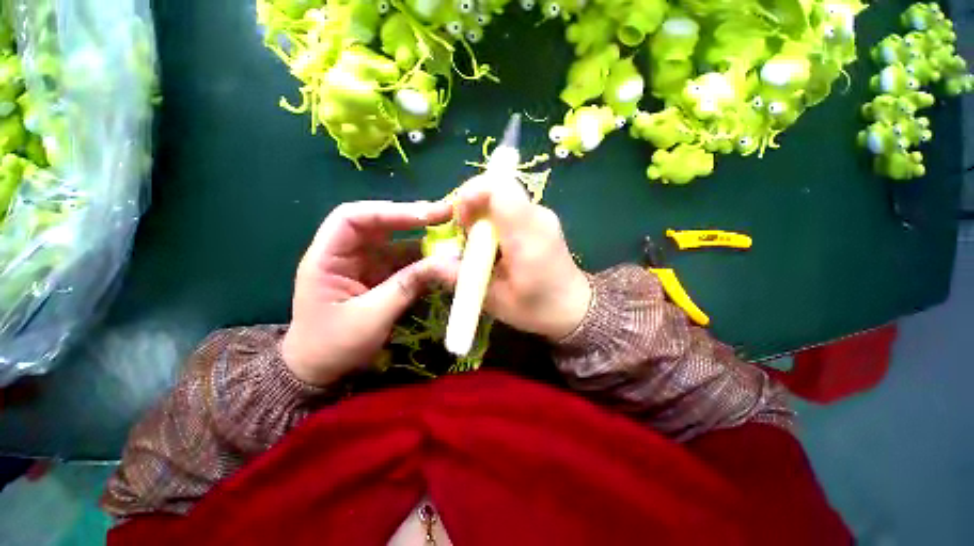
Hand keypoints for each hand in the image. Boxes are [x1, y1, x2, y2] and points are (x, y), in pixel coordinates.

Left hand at [282, 201, 459, 385]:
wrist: (320, 371)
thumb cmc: (334, 346)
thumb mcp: (372, 317)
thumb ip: (408, 286)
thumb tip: (446, 263)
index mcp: (327, 257)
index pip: (353, 218)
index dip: (390, 211)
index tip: (426, 215)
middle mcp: (346, 253)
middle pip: (378, 223)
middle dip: (412, 217)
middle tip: (447, 215)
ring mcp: (364, 264)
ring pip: (395, 241)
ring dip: (422, 238)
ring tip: (451, 235)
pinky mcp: (379, 276)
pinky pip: (403, 260)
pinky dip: (423, 260)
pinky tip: (442, 260)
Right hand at [455, 175, 591, 340]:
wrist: (574, 308)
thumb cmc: (537, 308)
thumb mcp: (494, 300)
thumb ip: (462, 278)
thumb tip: (430, 262)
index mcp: (527, 236)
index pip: (500, 189)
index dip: (472, 195)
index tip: (461, 222)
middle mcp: (537, 217)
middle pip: (498, 188)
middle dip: (472, 207)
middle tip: (466, 238)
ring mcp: (541, 216)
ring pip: (502, 197)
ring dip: (482, 215)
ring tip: (479, 247)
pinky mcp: (540, 220)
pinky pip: (510, 208)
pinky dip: (494, 220)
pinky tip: (494, 246)